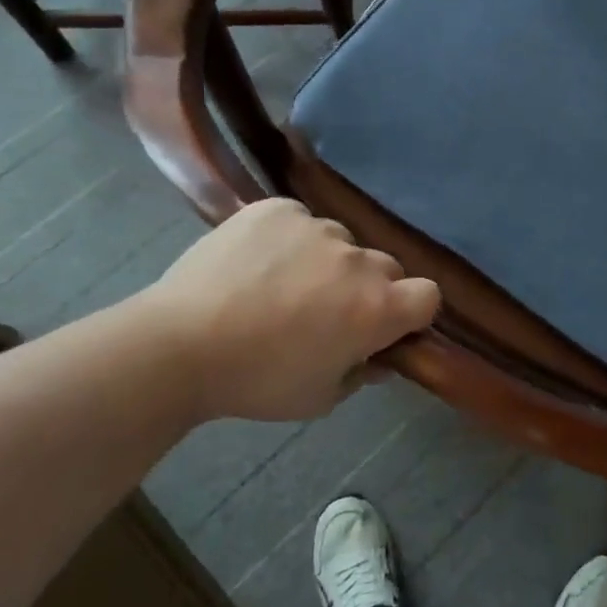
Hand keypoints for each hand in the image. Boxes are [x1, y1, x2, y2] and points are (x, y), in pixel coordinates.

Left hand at [138, 199, 440, 423]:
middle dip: (369, 288)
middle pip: (385, 267)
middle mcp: (358, 260)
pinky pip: (299, 220)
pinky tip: (256, 263)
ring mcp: (317, 227)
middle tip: (327, 311)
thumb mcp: (320, 397)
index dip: (413, 312)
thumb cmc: (257, 381)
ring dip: (327, 262)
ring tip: (280, 285)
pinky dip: (289, 239)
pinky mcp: (278, 209)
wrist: (177, 346)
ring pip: (340, 242)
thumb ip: (362, 372)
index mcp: (377, 308)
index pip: (429, 295)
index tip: (386, 327)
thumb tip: (377, 355)